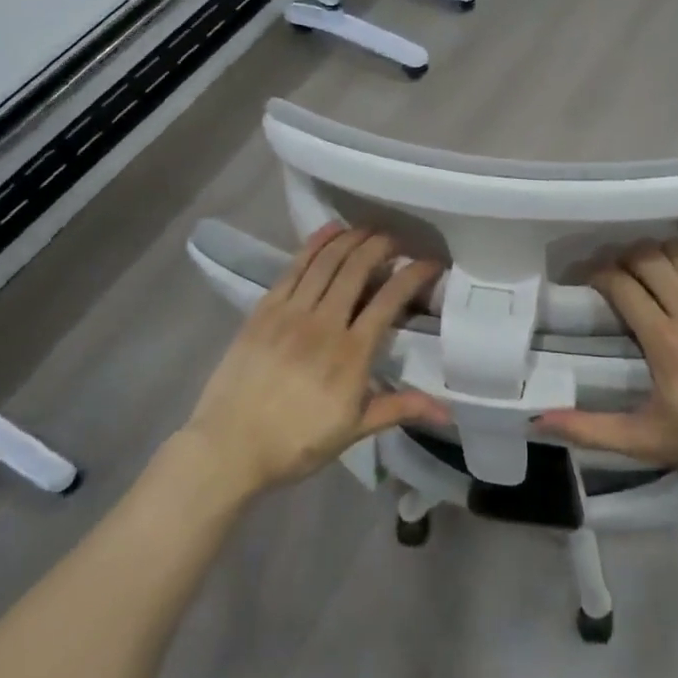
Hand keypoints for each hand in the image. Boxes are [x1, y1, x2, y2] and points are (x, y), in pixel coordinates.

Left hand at [186, 225, 444, 495]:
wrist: (228, 448)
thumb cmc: (297, 443)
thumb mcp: (354, 430)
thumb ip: (401, 408)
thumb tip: (449, 413)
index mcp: (351, 354)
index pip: (389, 300)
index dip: (414, 274)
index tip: (431, 263)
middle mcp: (323, 324)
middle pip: (357, 269)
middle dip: (383, 246)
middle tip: (399, 239)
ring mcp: (290, 313)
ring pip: (326, 262)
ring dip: (352, 239)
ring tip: (370, 229)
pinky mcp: (264, 310)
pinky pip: (293, 268)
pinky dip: (314, 244)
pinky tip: (330, 230)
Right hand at [535, 240, 677, 486]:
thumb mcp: (644, 440)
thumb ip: (590, 429)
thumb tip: (537, 420)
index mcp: (667, 344)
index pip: (623, 285)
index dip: (600, 274)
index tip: (590, 278)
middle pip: (650, 259)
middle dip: (626, 258)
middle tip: (617, 272)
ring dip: (659, 256)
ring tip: (650, 270)